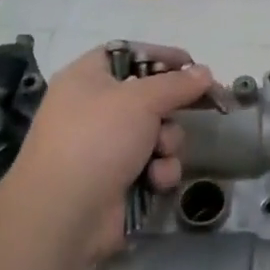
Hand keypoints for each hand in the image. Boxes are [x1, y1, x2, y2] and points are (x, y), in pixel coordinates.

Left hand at [0, 43, 216, 269]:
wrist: (64, 214)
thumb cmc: (97, 140)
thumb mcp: (141, 100)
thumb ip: (177, 83)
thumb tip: (205, 72)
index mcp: (87, 78)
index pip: (128, 54)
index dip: (160, 56)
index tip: (192, 64)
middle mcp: (94, 109)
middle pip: (149, 96)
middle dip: (171, 109)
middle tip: (197, 107)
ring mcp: (105, 146)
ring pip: (157, 133)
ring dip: (168, 144)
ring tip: (160, 155)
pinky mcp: (117, 179)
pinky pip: (152, 164)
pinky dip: (159, 171)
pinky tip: (154, 180)